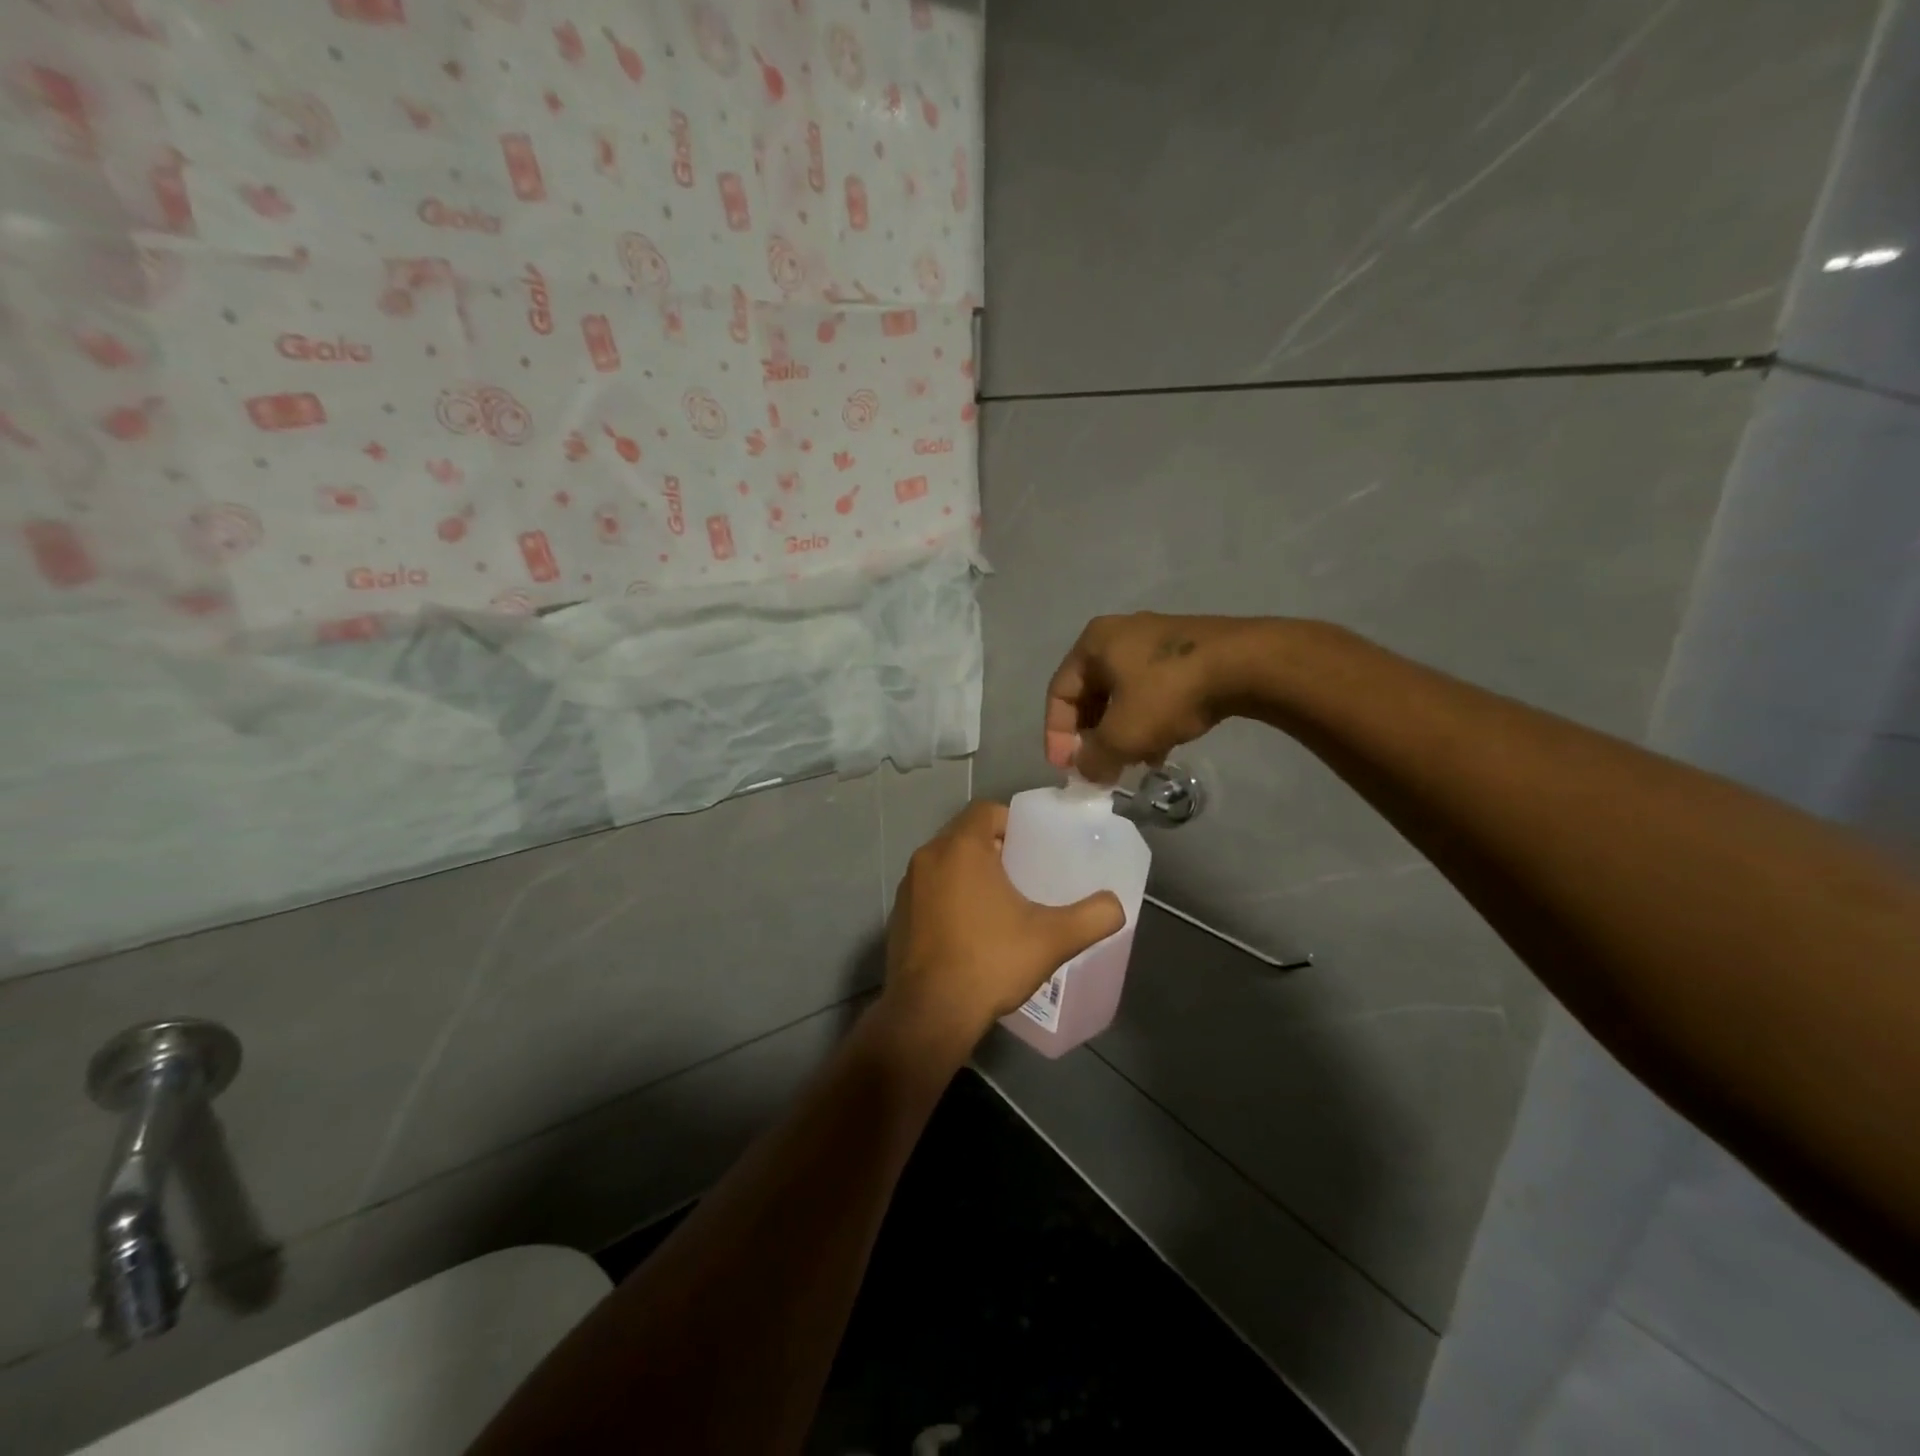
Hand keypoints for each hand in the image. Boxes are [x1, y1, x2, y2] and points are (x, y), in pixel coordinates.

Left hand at [883, 801, 1123, 1046]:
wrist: (929, 1014)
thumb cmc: (990, 962)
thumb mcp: (1053, 939)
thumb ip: (1093, 916)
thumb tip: (1117, 905)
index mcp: (961, 848)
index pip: (986, 810)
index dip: (1013, 822)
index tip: (1035, 848)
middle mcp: (928, 857)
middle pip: (966, 834)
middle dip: (995, 848)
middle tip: (1025, 874)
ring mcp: (908, 887)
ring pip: (946, 862)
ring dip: (970, 873)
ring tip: (1001, 901)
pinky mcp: (898, 914)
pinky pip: (930, 889)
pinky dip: (949, 896)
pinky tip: (971, 929)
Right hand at [1045, 613, 1260, 781]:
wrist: (1246, 664)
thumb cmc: (1168, 693)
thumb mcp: (1123, 734)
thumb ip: (1094, 757)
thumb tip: (1086, 771)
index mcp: (1093, 643)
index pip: (1059, 693)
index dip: (1056, 735)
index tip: (1067, 769)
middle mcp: (1119, 635)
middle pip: (1091, 694)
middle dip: (1092, 737)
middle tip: (1098, 768)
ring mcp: (1156, 640)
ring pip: (1123, 695)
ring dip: (1121, 733)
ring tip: (1130, 764)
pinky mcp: (1186, 653)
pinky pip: (1152, 691)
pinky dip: (1148, 720)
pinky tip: (1160, 749)